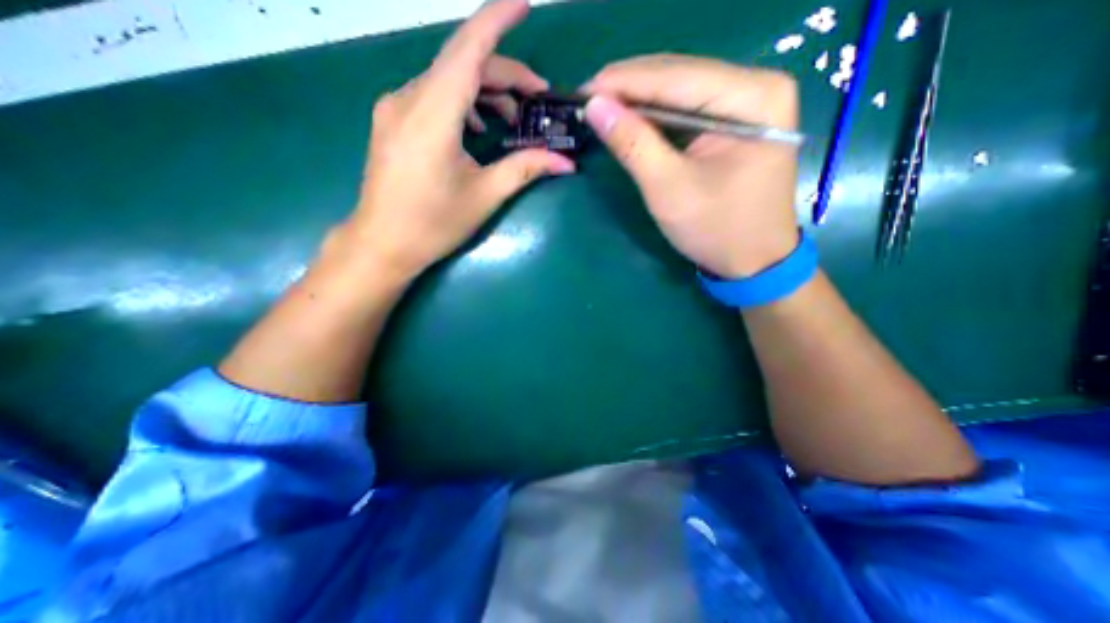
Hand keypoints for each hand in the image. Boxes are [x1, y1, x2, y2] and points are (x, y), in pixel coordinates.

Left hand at [345, 0, 570, 282]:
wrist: (383, 244)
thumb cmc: (433, 224)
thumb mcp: (484, 196)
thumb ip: (524, 169)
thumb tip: (565, 163)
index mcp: (432, 114)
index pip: (468, 50)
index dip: (497, 21)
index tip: (525, 4)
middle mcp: (407, 98)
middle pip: (461, 65)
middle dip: (504, 74)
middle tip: (537, 99)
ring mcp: (395, 108)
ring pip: (446, 79)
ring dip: (484, 90)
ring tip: (511, 117)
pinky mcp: (392, 121)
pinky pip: (432, 96)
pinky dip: (461, 102)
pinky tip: (477, 126)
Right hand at [583, 55, 801, 276]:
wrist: (753, 260)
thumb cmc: (716, 230)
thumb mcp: (669, 189)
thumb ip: (633, 144)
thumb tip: (595, 106)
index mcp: (753, 98)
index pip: (677, 76)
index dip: (624, 81)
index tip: (582, 90)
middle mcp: (757, 86)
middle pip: (681, 75)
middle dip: (630, 87)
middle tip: (587, 98)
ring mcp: (749, 102)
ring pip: (681, 89)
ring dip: (639, 98)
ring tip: (601, 105)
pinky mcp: (736, 121)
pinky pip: (688, 108)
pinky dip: (655, 114)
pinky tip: (630, 117)